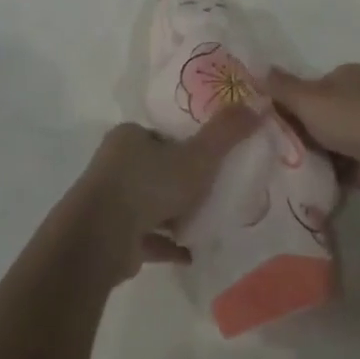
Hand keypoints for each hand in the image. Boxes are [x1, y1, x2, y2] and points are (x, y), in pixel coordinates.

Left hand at [70, 106, 259, 280]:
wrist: (101, 238)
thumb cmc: (149, 185)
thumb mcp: (198, 156)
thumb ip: (227, 133)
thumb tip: (258, 104)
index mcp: (130, 137)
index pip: (163, 136)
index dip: (187, 146)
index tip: (210, 162)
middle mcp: (114, 164)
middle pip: (155, 169)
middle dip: (180, 183)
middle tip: (211, 193)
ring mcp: (108, 201)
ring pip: (148, 204)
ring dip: (173, 215)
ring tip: (204, 223)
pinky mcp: (109, 236)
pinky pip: (144, 237)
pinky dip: (166, 244)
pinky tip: (190, 253)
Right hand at [263, 63, 359, 205]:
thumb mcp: (314, 100)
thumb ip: (284, 89)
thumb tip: (258, 69)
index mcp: (342, 79)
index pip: (302, 90)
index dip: (279, 106)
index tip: (253, 127)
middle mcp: (354, 102)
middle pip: (313, 119)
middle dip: (291, 137)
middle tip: (258, 156)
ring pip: (325, 147)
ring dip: (307, 161)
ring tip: (271, 178)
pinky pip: (340, 172)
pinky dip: (324, 179)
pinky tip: (297, 192)